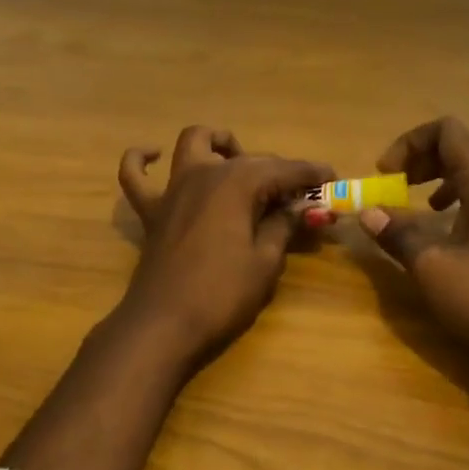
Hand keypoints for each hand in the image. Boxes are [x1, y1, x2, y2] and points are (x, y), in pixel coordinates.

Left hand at [116, 127, 332, 366]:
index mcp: (237, 183)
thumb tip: (301, 207)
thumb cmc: (221, 295)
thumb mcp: (265, 262)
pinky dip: (141, 160)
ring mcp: (173, 189)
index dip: (311, 174)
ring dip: (219, 144)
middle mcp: (204, 173)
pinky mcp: (152, 211)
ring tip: (238, 162)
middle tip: (301, 196)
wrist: (164, 325)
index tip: (333, 179)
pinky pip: (135, 174)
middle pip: (248, 159)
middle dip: (279, 171)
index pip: (283, 169)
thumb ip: (283, 226)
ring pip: (194, 144)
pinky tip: (153, 155)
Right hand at [359, 117, 468, 363]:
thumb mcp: (430, 266)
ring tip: (430, 207)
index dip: (410, 143)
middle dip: (426, 161)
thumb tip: (369, 213)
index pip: (448, 133)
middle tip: (400, 186)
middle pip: (466, 151)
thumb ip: (398, 234)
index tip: (387, 175)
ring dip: (452, 182)